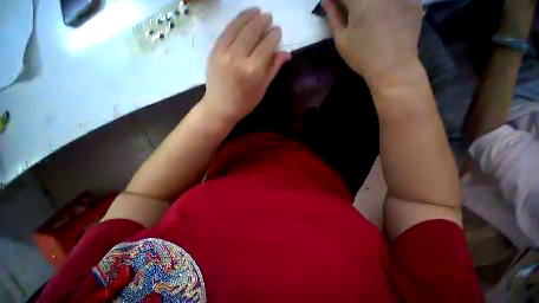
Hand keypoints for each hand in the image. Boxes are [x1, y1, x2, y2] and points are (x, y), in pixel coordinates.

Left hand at [202, 8, 290, 123]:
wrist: (220, 107)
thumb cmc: (245, 103)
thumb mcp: (262, 89)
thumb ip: (273, 69)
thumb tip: (286, 54)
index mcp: (253, 71)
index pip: (267, 46)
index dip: (274, 36)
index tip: (278, 30)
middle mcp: (239, 58)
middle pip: (252, 32)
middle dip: (263, 22)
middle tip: (269, 17)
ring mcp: (224, 53)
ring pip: (238, 28)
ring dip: (249, 16)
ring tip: (257, 10)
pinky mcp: (214, 51)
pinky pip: (226, 32)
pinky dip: (235, 22)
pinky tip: (242, 17)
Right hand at [323, 0, 422, 88]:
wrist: (393, 67)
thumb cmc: (362, 57)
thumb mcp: (342, 41)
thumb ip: (333, 17)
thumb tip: (326, 1)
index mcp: (360, 2)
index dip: (338, 0)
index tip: (337, 6)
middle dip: (354, 2)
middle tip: (352, 12)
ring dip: (370, 4)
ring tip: (370, 16)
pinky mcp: (414, 0)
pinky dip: (389, 4)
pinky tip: (387, 14)